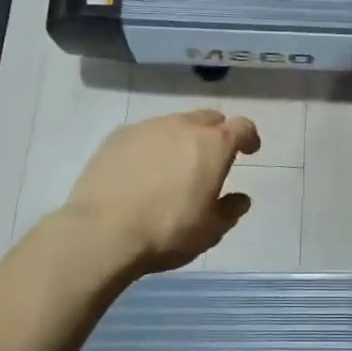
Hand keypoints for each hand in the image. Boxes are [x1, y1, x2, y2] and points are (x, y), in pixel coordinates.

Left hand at [63, 109, 260, 275]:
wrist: (102, 232)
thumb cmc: (167, 231)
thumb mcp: (210, 230)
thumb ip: (230, 210)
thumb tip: (240, 198)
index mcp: (213, 145)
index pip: (242, 127)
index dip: (249, 137)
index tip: (249, 150)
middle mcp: (183, 126)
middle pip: (208, 118)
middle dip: (216, 133)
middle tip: (212, 157)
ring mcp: (148, 127)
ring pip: (175, 123)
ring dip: (182, 138)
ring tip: (174, 166)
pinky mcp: (118, 136)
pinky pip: (145, 134)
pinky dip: (152, 146)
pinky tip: (142, 170)